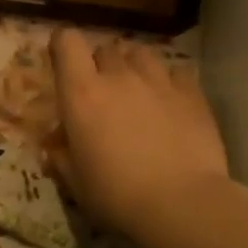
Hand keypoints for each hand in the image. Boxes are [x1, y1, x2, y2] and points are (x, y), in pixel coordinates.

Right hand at [44, 29, 231, 242]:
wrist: (182, 205)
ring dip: (133, 67)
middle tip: (103, 92)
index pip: (67, 42)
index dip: (63, 46)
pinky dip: (169, 81)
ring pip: (141, 54)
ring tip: (137, 91)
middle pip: (105, 49)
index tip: (63, 64)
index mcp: (81, 93)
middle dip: (100, 65)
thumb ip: (61, 157)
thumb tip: (55, 147)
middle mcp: (118, 76)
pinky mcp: (192, 94)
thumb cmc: (116, 195)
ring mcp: (158, 81)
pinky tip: (170, 102)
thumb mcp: (75, 182)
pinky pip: (176, 72)